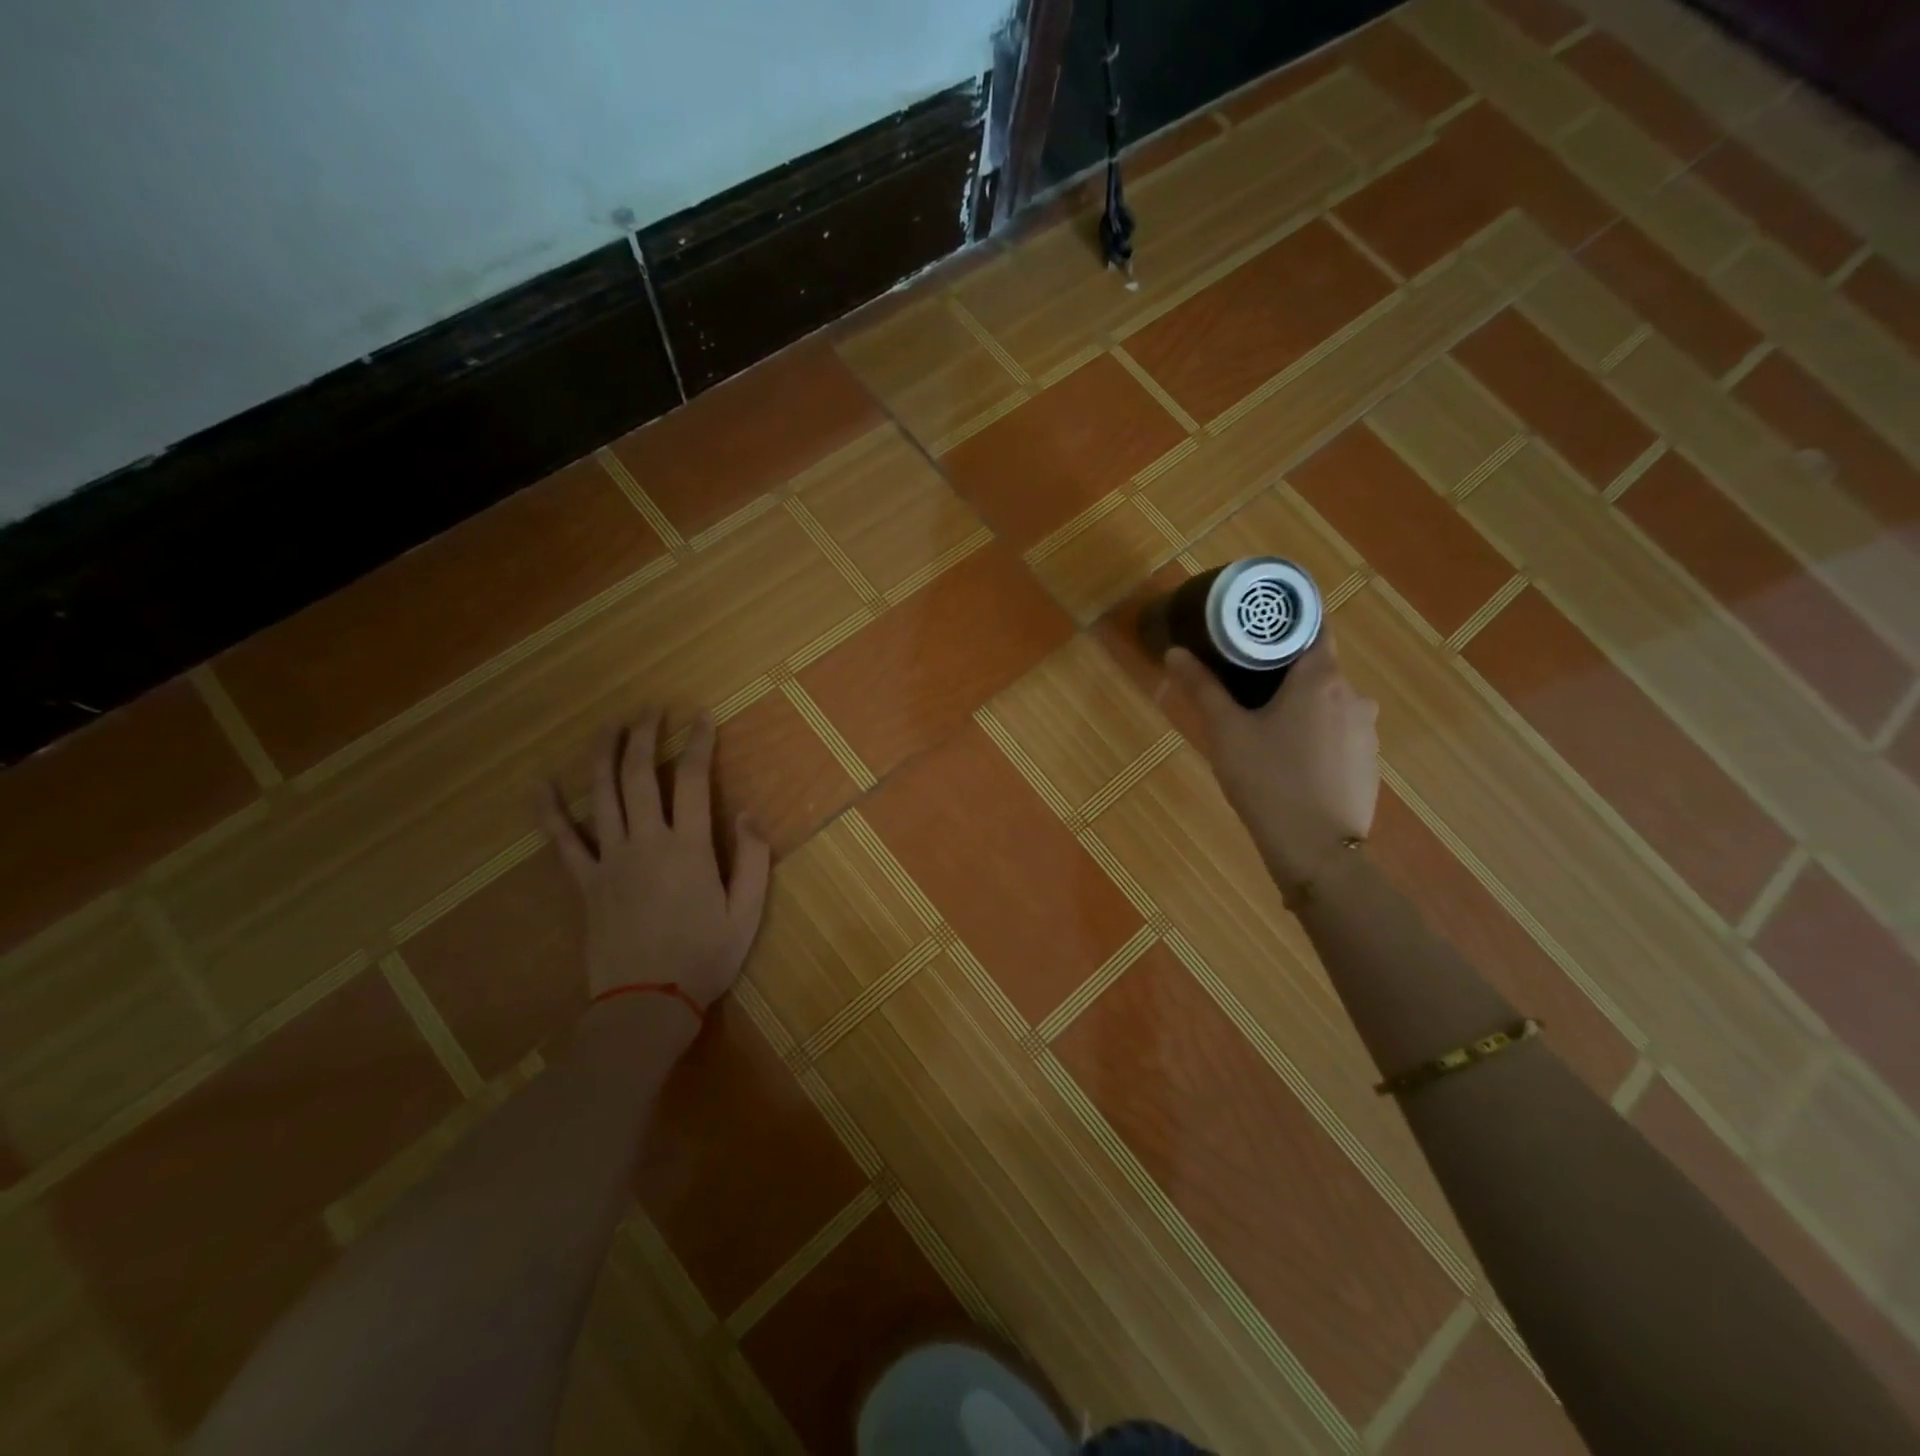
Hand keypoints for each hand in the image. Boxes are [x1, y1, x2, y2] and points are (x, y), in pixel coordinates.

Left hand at [541, 712, 771, 1013]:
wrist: (646, 1004)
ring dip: (604, 755)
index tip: (702, 717)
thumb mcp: (746, 912)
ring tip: (610, 726)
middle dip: (646, 737)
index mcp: (689, 848)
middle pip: (641, 776)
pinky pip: (563, 841)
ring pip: (602, 796)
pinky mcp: (585, 883)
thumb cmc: (704, 958)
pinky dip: (550, 811)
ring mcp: (610, 860)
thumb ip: (752, 859)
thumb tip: (748, 812)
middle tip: (651, 710)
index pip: (693, 781)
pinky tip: (540, 784)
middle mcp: (646, 842)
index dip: (699, 744)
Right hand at [1165, 631, 1379, 889]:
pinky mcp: (1369, 763)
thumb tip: (1175, 652)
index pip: (1312, 628)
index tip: (1255, 632)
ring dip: (1301, 707)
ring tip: (1265, 728)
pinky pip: (1339, 734)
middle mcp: (1354, 697)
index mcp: (1321, 679)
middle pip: (1318, 668)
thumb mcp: (1227, 732)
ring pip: (1329, 704)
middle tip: (1245, 686)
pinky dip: (1316, 736)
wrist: (1316, 850)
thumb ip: (1202, 688)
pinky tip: (1291, 761)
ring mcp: (1367, 732)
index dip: (1284, 626)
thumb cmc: (1267, 781)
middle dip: (1284, 673)